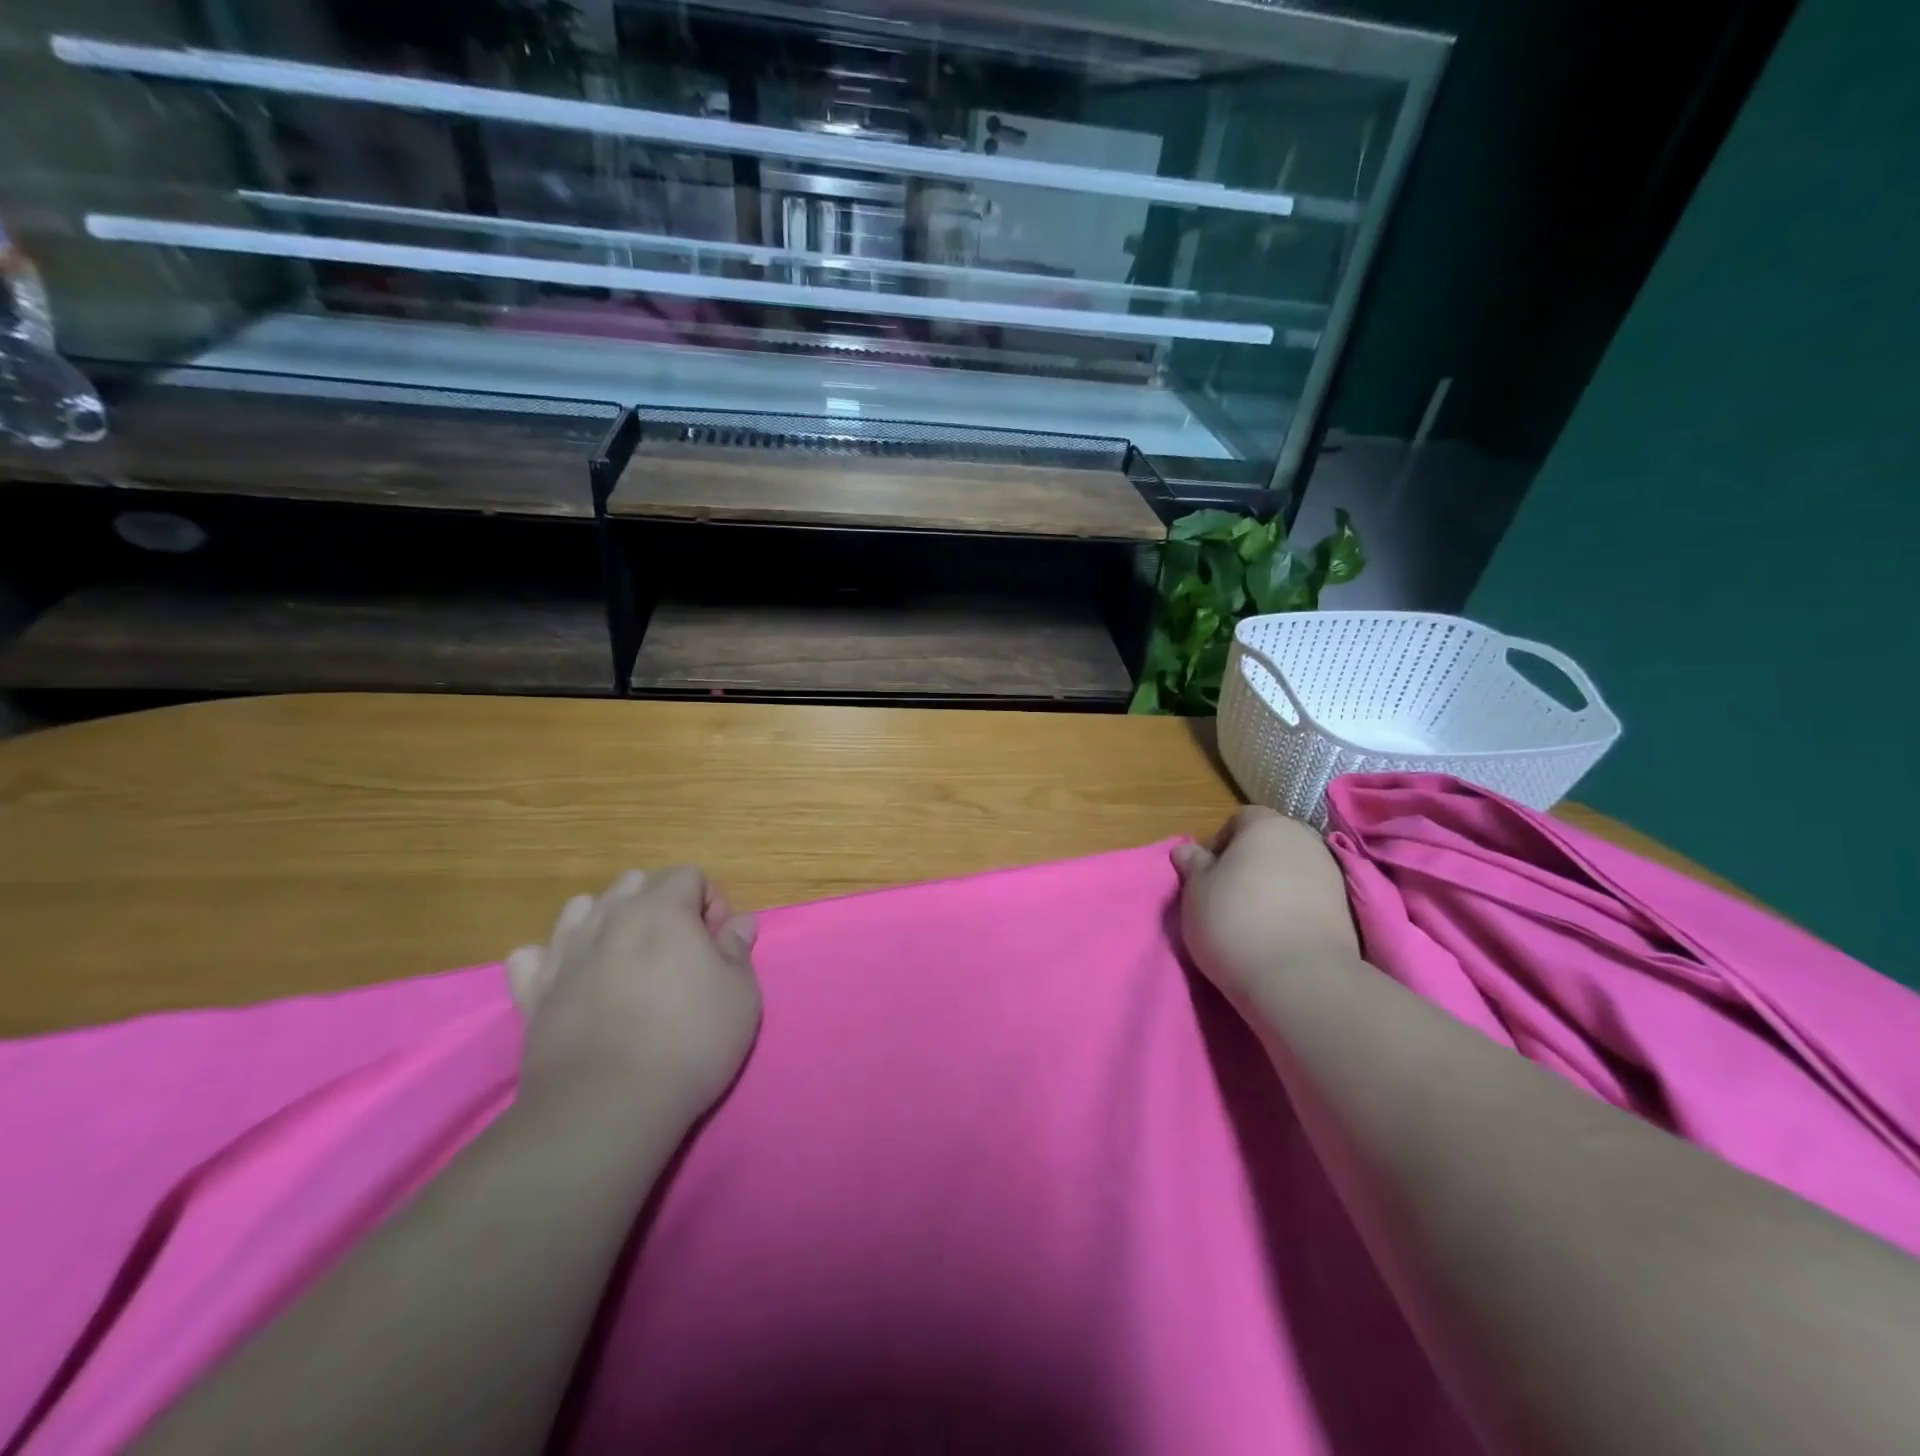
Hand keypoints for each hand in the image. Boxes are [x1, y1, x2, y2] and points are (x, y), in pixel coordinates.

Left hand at [506, 867, 761, 1121]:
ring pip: (583, 907)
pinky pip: (532, 956)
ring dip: (608, 919)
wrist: (607, 1105)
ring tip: (626, 958)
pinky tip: (571, 980)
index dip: (711, 901)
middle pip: (635, 882)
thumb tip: (739, 922)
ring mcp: (565, 952)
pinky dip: (550, 959)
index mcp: (662, 909)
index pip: (689, 874)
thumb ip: (738, 948)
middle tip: (679, 949)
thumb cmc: (689, 1041)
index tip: (719, 943)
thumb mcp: (740, 994)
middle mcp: (610, 917)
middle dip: (661, 903)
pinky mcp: (532, 993)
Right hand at [1172, 807, 1360, 1000]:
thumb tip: (1188, 851)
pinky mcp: (1346, 908)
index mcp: (1266, 825)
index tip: (1208, 874)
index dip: (1220, 843)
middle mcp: (1304, 839)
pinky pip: (1310, 896)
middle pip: (1271, 842)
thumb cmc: (1234, 921)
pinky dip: (1294, 907)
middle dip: (1250, 861)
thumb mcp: (1196, 891)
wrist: (1299, 978)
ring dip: (1274, 885)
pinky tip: (1279, 933)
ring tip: (1254, 918)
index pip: (1240, 819)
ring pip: (1293, 869)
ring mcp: (1331, 873)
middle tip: (1228, 894)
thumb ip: (1194, 865)